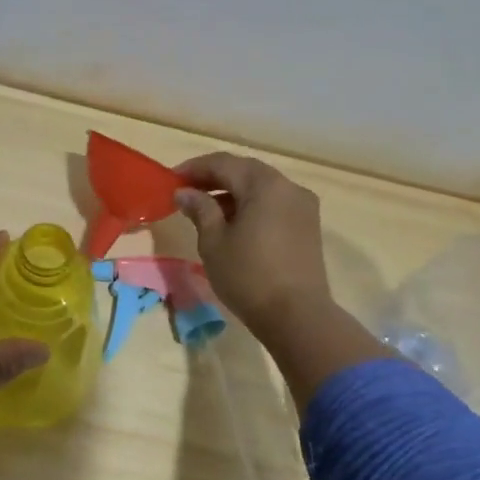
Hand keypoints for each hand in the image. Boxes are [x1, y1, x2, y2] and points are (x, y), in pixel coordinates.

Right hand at [174, 153, 393, 409]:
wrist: (296, 315)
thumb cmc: (248, 275)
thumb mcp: (214, 241)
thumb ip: (200, 209)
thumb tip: (185, 192)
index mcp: (264, 184)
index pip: (224, 163)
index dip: (195, 168)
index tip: (172, 179)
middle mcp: (288, 187)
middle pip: (245, 171)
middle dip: (214, 178)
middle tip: (187, 191)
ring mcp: (303, 206)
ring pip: (261, 188)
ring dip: (233, 192)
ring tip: (206, 210)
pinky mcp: (308, 226)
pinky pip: (274, 204)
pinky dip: (251, 206)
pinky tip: (233, 224)